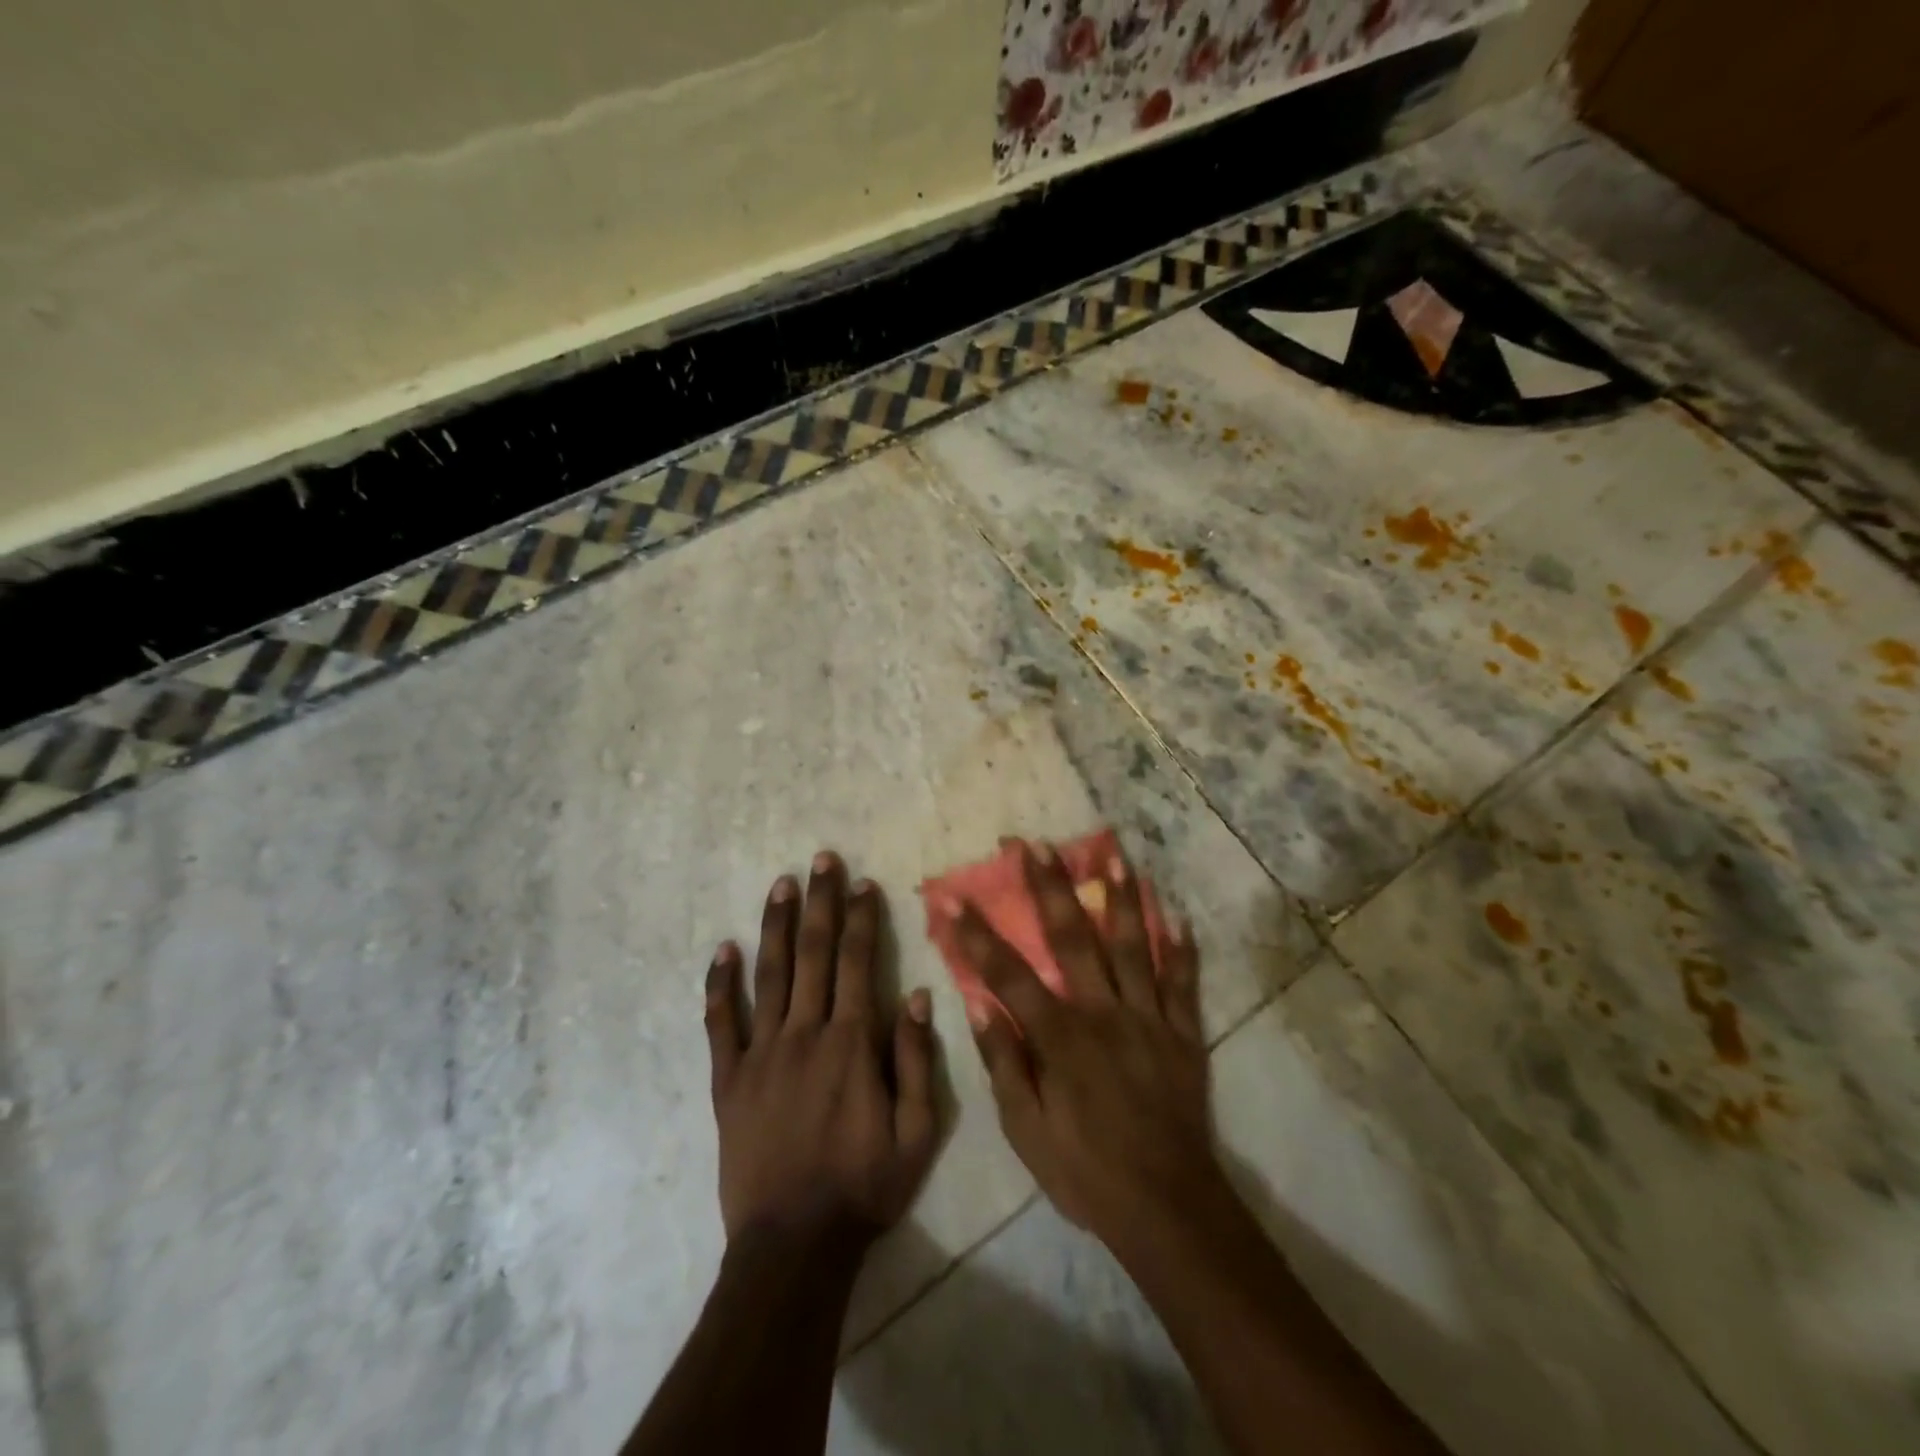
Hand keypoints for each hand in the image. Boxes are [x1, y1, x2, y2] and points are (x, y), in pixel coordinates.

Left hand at [705, 851, 938, 1248]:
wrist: (793, 1245)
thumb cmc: (864, 1186)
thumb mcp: (917, 1132)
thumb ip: (916, 1059)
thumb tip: (916, 994)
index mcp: (851, 1043)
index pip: (858, 962)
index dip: (861, 918)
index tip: (863, 882)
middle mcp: (805, 1033)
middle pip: (813, 953)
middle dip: (821, 902)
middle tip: (822, 859)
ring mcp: (761, 1054)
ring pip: (769, 975)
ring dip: (776, 925)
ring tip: (781, 883)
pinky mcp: (728, 1080)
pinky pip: (721, 1024)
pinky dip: (720, 985)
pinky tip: (723, 950)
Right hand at [938, 841, 1224, 1255]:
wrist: (1166, 1207)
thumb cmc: (1085, 1171)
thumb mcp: (1026, 1131)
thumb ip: (1004, 1064)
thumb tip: (982, 1006)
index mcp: (1060, 1036)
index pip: (1008, 973)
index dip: (977, 934)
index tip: (954, 897)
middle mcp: (1103, 1012)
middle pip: (1072, 939)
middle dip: (1049, 888)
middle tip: (1035, 845)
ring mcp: (1148, 1018)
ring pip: (1132, 947)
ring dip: (1120, 899)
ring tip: (1112, 857)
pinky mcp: (1183, 1034)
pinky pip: (1183, 983)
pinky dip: (1181, 950)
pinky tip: (1178, 917)